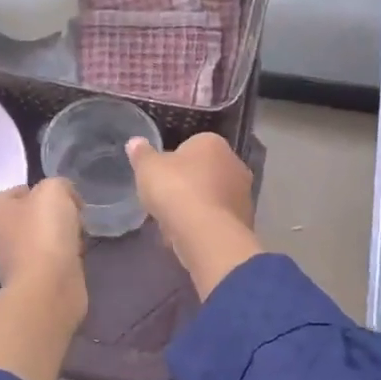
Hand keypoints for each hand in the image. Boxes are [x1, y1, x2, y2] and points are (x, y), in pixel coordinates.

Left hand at [0, 178, 86, 379]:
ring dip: (59, 239)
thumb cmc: (45, 233)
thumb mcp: (55, 190)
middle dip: (53, 217)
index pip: (18, 191)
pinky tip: (73, 261)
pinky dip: (60, 261)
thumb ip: (58, 184)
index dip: (44, 191)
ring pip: (39, 240)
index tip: (67, 199)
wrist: (48, 287)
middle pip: (30, 217)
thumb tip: (65, 199)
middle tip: (75, 219)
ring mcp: (10, 262)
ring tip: (78, 241)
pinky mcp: (27, 283)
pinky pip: (47, 263)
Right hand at [127, 133, 262, 297]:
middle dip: (187, 186)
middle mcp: (235, 163)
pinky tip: (186, 237)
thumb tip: (135, 142)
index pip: (190, 146)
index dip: (172, 163)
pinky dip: (203, 226)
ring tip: (171, 224)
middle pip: (203, 172)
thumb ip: (142, 155)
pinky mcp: (245, 221)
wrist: (207, 233)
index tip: (159, 179)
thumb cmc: (176, 190)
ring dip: (195, 208)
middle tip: (164, 201)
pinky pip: (217, 220)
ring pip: (211, 197)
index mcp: (213, 143)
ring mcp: (243, 194)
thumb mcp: (148, 168)